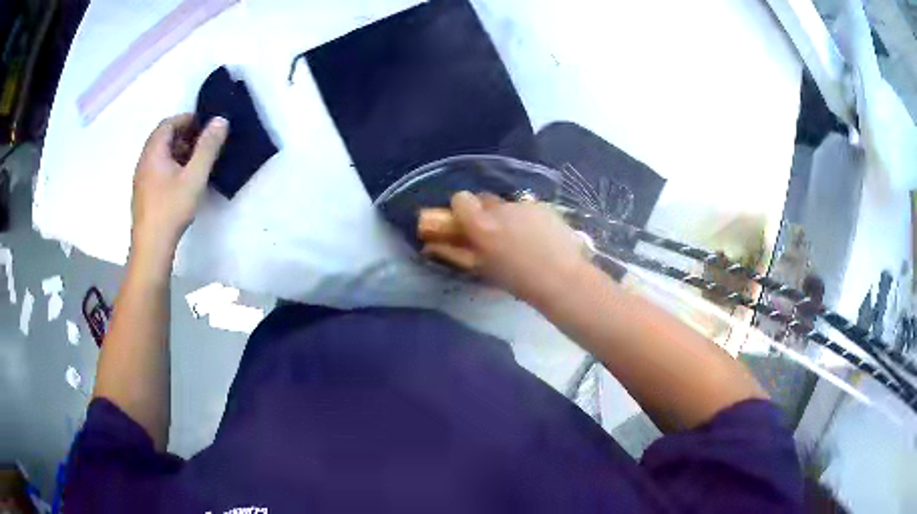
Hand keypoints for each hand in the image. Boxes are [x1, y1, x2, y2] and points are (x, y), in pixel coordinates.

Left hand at [131, 114, 227, 253]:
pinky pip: (157, 169)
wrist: (151, 247)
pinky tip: (182, 181)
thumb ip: (208, 147)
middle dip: (183, 134)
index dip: (187, 119)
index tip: (205, 125)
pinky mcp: (143, 194)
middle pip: (162, 138)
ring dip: (177, 151)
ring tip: (195, 161)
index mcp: (154, 152)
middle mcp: (144, 161)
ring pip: (159, 154)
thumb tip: (221, 120)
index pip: (168, 123)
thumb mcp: (195, 176)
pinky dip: (171, 165)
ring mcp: (141, 178)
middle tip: (203, 142)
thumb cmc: (171, 208)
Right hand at [421, 191, 589, 304]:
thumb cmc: (518, 281)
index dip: (461, 209)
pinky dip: (527, 219)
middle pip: (484, 199)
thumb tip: (431, 245)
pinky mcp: (544, 207)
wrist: (562, 279)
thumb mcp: (482, 269)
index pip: (460, 199)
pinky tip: (540, 237)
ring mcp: (525, 205)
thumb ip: (456, 253)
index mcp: (482, 225)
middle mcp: (501, 208)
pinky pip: (528, 208)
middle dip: (484, 213)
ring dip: (507, 216)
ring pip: (508, 205)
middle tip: (493, 234)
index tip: (465, 223)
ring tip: (521, 239)